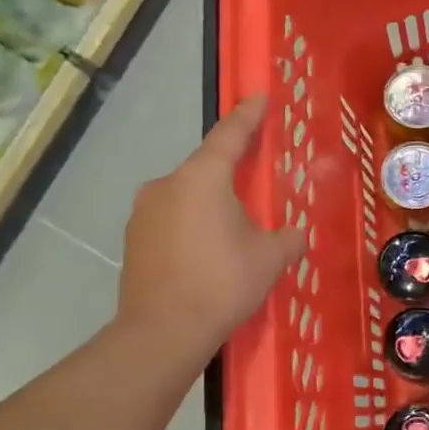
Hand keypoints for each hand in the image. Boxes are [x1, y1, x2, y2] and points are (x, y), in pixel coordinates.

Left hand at [117, 95, 305, 365]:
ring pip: (186, 196)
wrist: (162, 331)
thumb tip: (296, 234)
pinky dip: (191, 226)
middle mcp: (167, 184)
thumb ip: (289, 238)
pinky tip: (205, 253)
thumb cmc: (222, 284)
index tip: (259, 98)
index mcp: (202, 178)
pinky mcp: (133, 239)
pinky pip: (171, 219)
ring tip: (231, 232)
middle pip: (206, 168)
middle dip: (230, 174)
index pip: (230, 135)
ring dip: (210, 204)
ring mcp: (144, 211)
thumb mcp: (270, 259)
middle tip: (255, 185)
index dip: (248, 116)